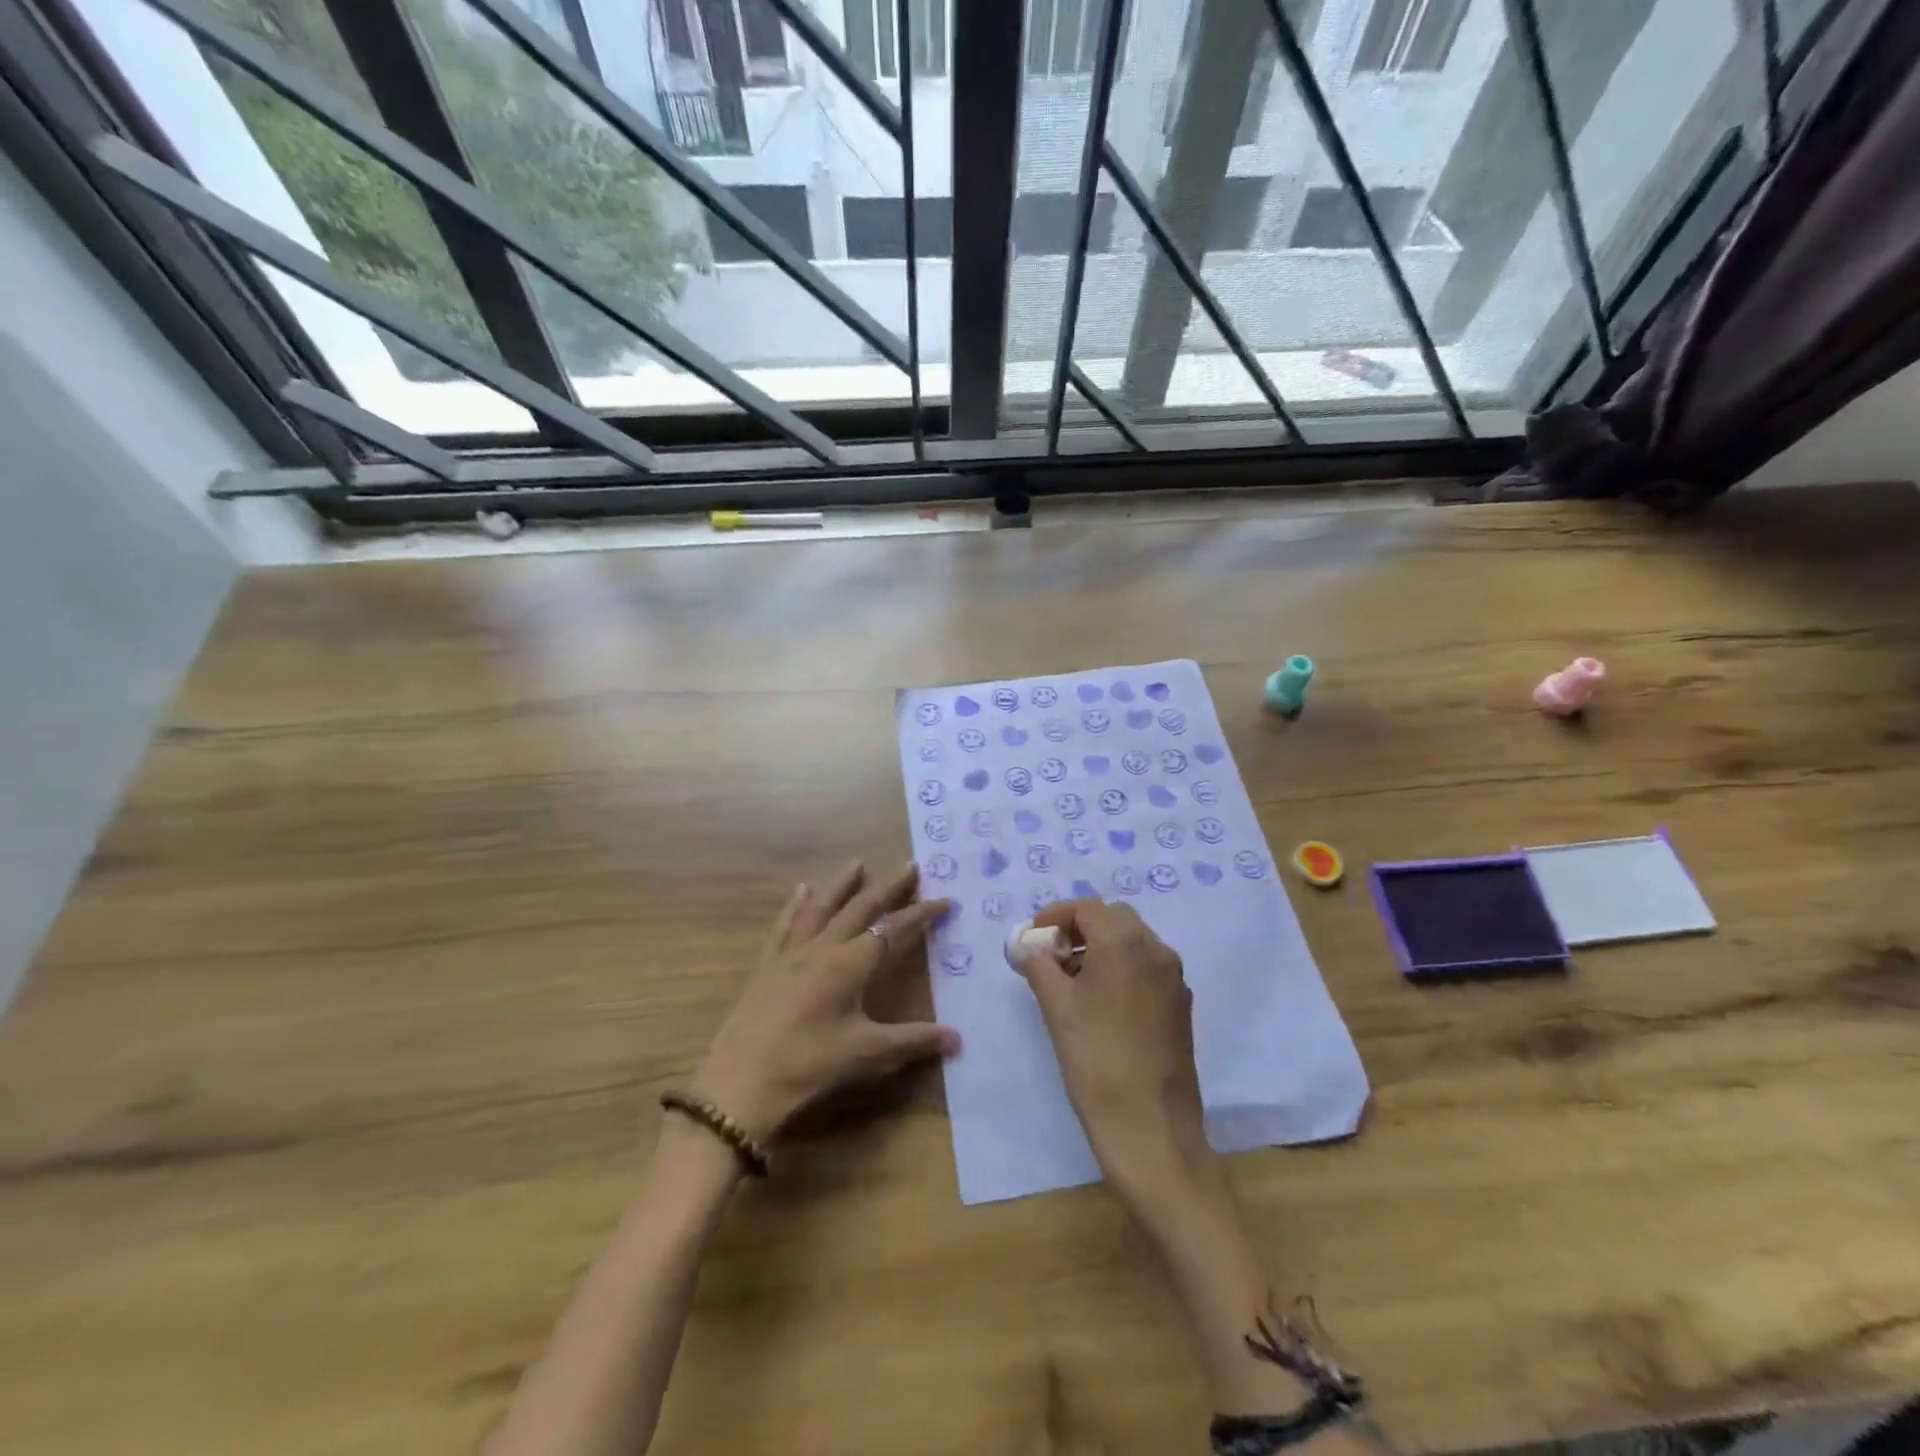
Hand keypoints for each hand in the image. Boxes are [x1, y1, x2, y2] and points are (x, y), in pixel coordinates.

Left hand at [689, 861, 958, 1143]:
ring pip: (822, 907)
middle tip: (910, 866)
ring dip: (843, 884)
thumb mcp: (867, 1055)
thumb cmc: (809, 1066)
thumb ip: (913, 1041)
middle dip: (888, 887)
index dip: (921, 914)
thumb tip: (957, 1038)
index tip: (945, 900)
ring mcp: (792, 953)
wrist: (740, 1084)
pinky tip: (802, 890)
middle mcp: (823, 948)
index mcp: (850, 965)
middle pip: (860, 908)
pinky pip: (786, 925)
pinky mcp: (768, 965)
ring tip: (857, 863)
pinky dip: (797, 904)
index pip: (894, 929)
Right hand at [1010, 899, 1206, 1188]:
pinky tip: (1101, 1003)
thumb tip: (1028, 946)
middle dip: (1081, 929)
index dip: (1056, 916)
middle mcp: (1156, 950)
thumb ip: (1038, 964)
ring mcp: (1174, 978)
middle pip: (1114, 919)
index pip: (1087, 908)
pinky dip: (1122, 969)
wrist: (1150, 1126)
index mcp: (1125, 942)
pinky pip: (1147, 969)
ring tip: (1072, 981)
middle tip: (1053, 957)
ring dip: (1102, 948)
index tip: (1034, 938)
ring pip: (1134, 943)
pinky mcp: (1180, 1005)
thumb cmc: (1095, 1058)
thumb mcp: (1056, 1006)